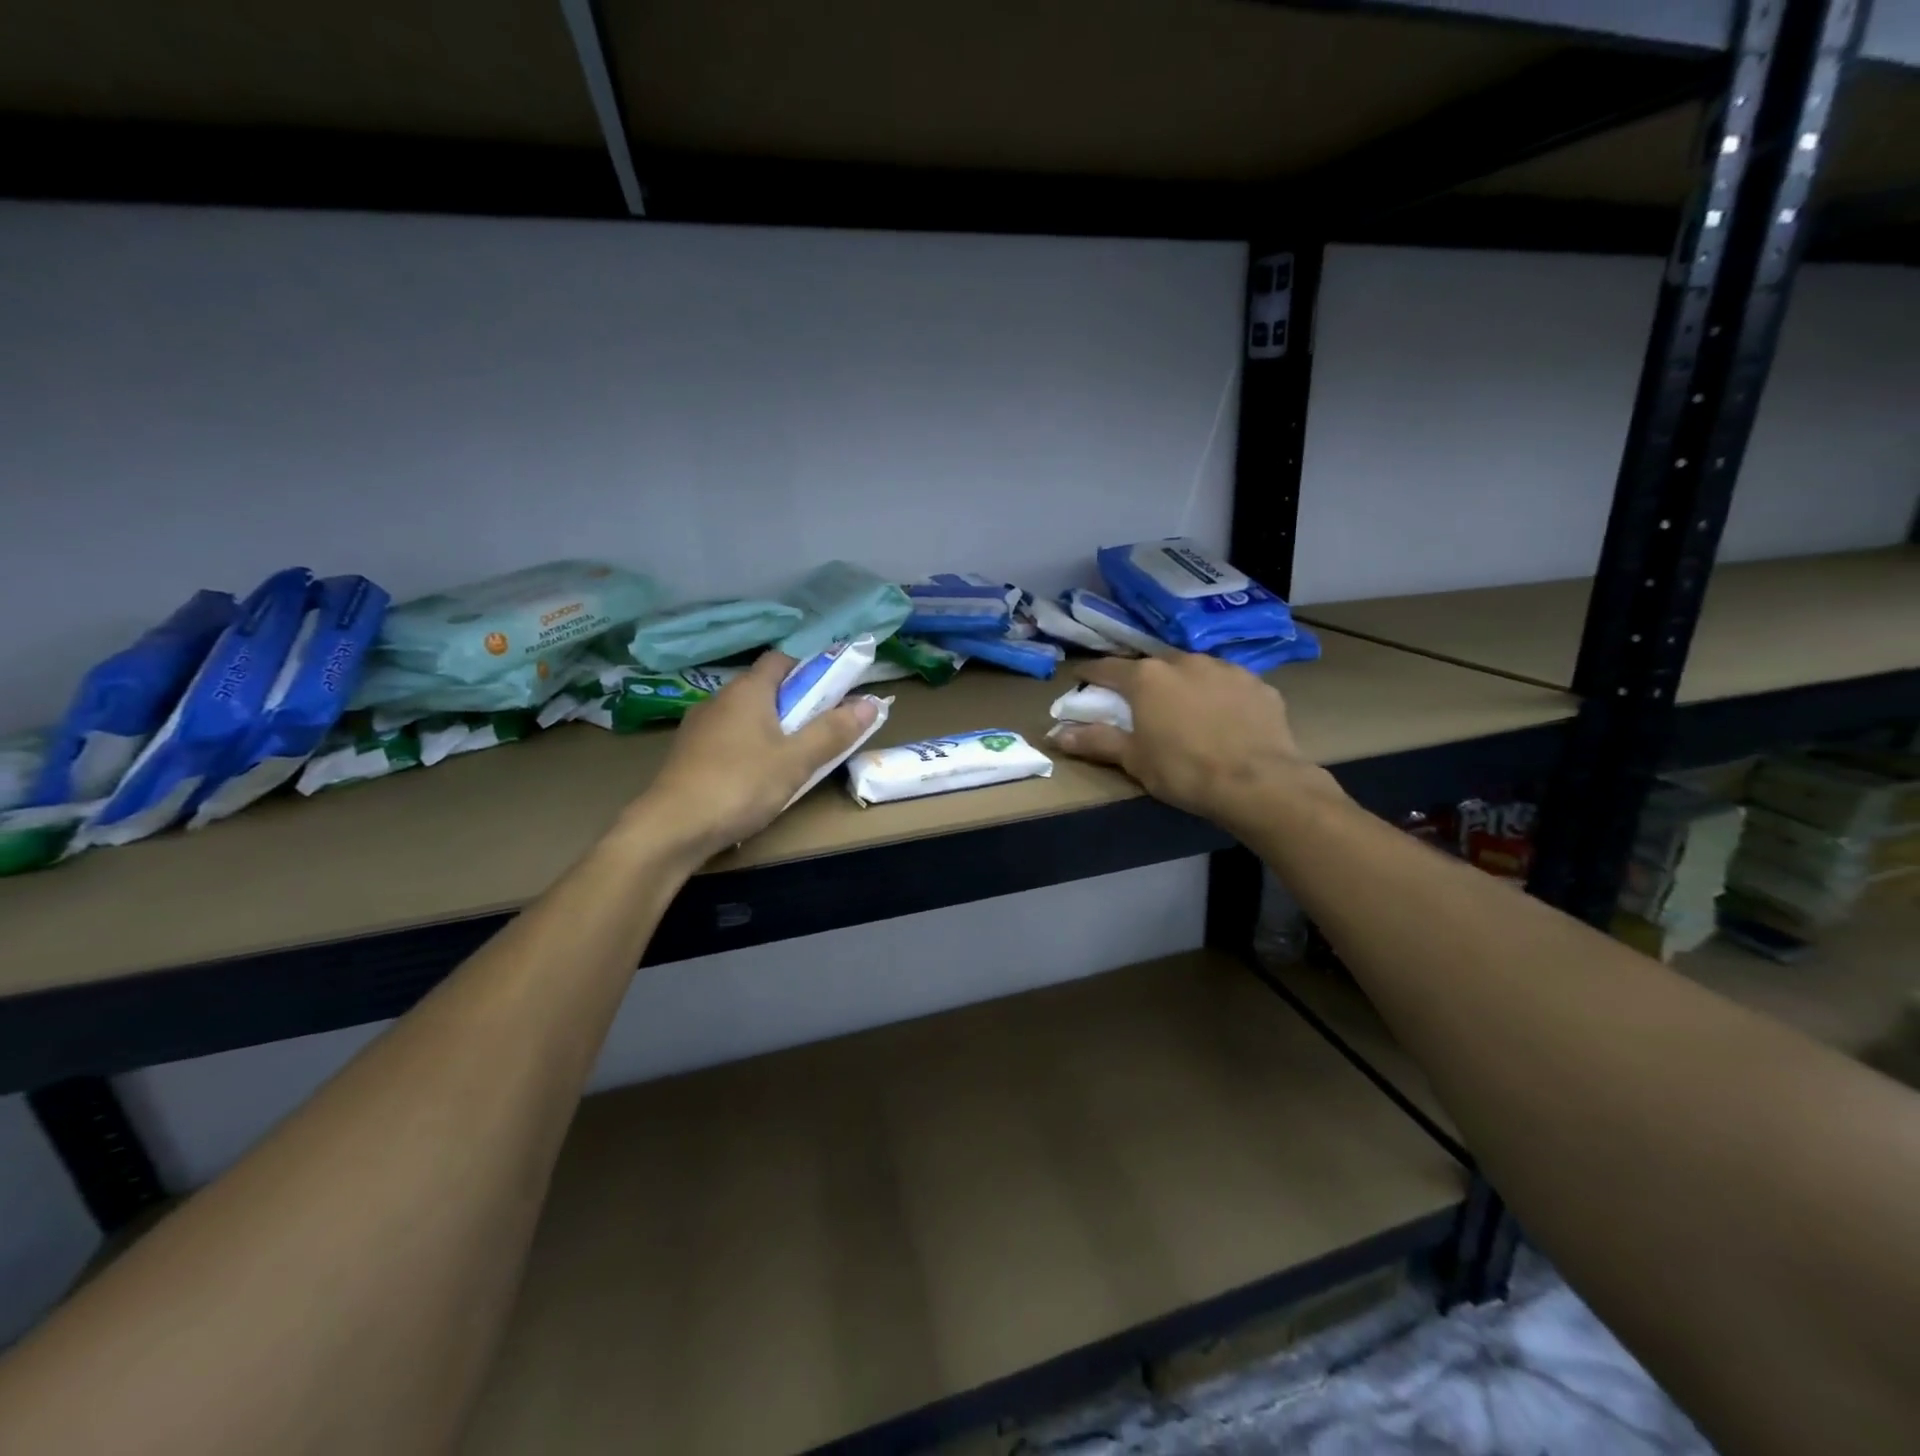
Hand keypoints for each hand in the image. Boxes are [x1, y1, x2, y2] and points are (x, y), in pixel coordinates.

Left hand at [629, 651, 877, 858]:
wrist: (671, 828)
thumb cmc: (740, 785)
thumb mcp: (796, 760)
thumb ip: (833, 731)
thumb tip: (870, 702)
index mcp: (747, 691)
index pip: (781, 660)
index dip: (810, 669)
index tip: (834, 691)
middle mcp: (720, 699)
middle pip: (765, 689)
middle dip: (796, 703)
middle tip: (822, 729)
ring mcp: (699, 727)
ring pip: (746, 716)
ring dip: (772, 727)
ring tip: (794, 757)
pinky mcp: (688, 755)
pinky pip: (728, 739)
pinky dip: (749, 747)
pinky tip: (757, 777)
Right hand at [1050, 652, 1339, 835]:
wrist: (1259, 783)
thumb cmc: (1184, 771)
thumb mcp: (1134, 760)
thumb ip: (1096, 741)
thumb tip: (1057, 735)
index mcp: (1147, 677)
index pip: (1108, 668)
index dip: (1091, 674)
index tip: (1081, 679)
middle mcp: (1185, 661)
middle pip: (1154, 667)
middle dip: (1143, 682)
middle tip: (1140, 705)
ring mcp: (1226, 669)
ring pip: (1195, 672)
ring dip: (1184, 687)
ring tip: (1186, 713)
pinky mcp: (1259, 685)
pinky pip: (1229, 687)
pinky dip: (1220, 699)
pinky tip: (1225, 722)